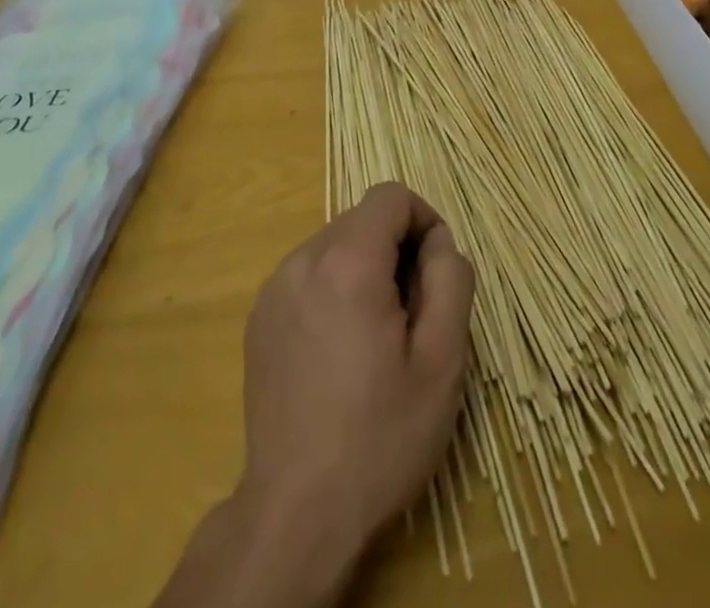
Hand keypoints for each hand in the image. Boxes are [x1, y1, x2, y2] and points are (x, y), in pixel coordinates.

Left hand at [238, 183, 475, 574]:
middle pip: (362, 220)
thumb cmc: (380, 435)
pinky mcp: (259, 318)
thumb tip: (438, 242)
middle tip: (413, 315)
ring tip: (376, 338)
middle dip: (396, 249)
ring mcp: (274, 289)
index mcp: (348, 262)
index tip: (436, 273)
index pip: (391, 196)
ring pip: (335, 246)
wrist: (296, 512)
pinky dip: (333, 290)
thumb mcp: (442, 361)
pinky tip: (339, 352)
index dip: (424, 221)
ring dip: (365, 270)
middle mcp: (303, 260)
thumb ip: (450, 280)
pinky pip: (308, 276)